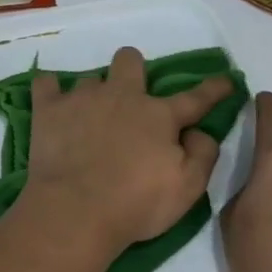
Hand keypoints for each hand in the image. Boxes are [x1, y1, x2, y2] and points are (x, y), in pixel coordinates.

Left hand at [17, 47, 233, 256]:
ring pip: (90, 78)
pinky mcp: (48, 111)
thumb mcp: (188, 188)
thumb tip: (199, 132)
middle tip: (131, 96)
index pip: (195, 98)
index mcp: (158, 115)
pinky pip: (46, 84)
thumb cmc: (136, 203)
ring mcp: (82, 99)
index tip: (226, 81)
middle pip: (130, 61)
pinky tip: (53, 105)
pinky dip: (50, 91)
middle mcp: (121, 97)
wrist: (76, 211)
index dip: (213, 89)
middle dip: (133, 70)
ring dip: (94, 94)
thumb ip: (203, 155)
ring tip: (89, 118)